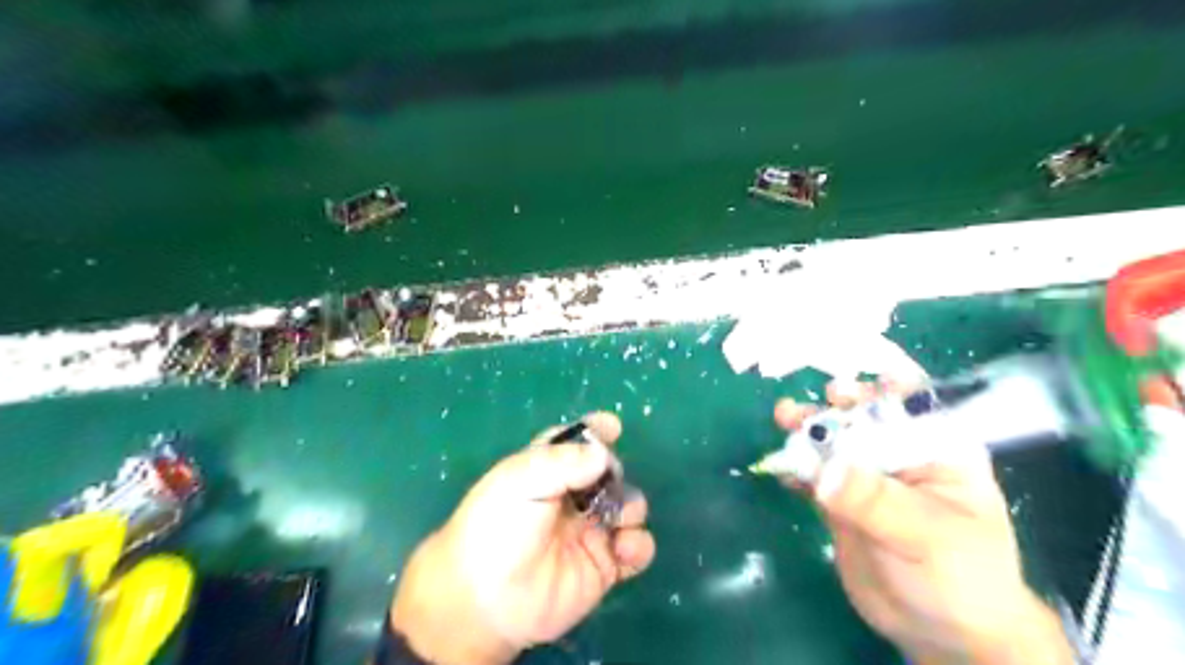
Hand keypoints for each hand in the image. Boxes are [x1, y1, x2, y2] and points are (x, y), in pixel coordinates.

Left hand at [390, 412, 652, 663]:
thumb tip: (604, 455)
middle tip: (607, 482)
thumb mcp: (521, 481)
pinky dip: (639, 545)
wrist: (484, 601)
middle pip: (608, 473)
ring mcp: (588, 532)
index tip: (614, 426)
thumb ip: (565, 462)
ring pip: (627, 507)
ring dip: (632, 506)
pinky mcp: (602, 567)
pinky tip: (624, 548)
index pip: (575, 444)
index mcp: (546, 471)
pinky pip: (635, 550)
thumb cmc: (496, 528)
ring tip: (619, 519)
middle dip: (616, 473)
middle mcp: (570, 498)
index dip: (595, 433)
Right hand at [773, 381, 1079, 664]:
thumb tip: (824, 470)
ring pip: (833, 441)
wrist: (942, 630)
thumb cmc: (962, 576)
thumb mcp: (926, 534)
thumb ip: (875, 500)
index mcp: (938, 449)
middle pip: (862, 416)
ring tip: (783, 419)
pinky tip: (780, 468)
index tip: (848, 385)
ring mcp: (867, 476)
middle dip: (833, 406)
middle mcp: (899, 453)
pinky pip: (813, 475)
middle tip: (805, 406)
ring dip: (806, 430)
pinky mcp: (840, 499)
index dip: (880, 385)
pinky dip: (795, 467)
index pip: (913, 401)